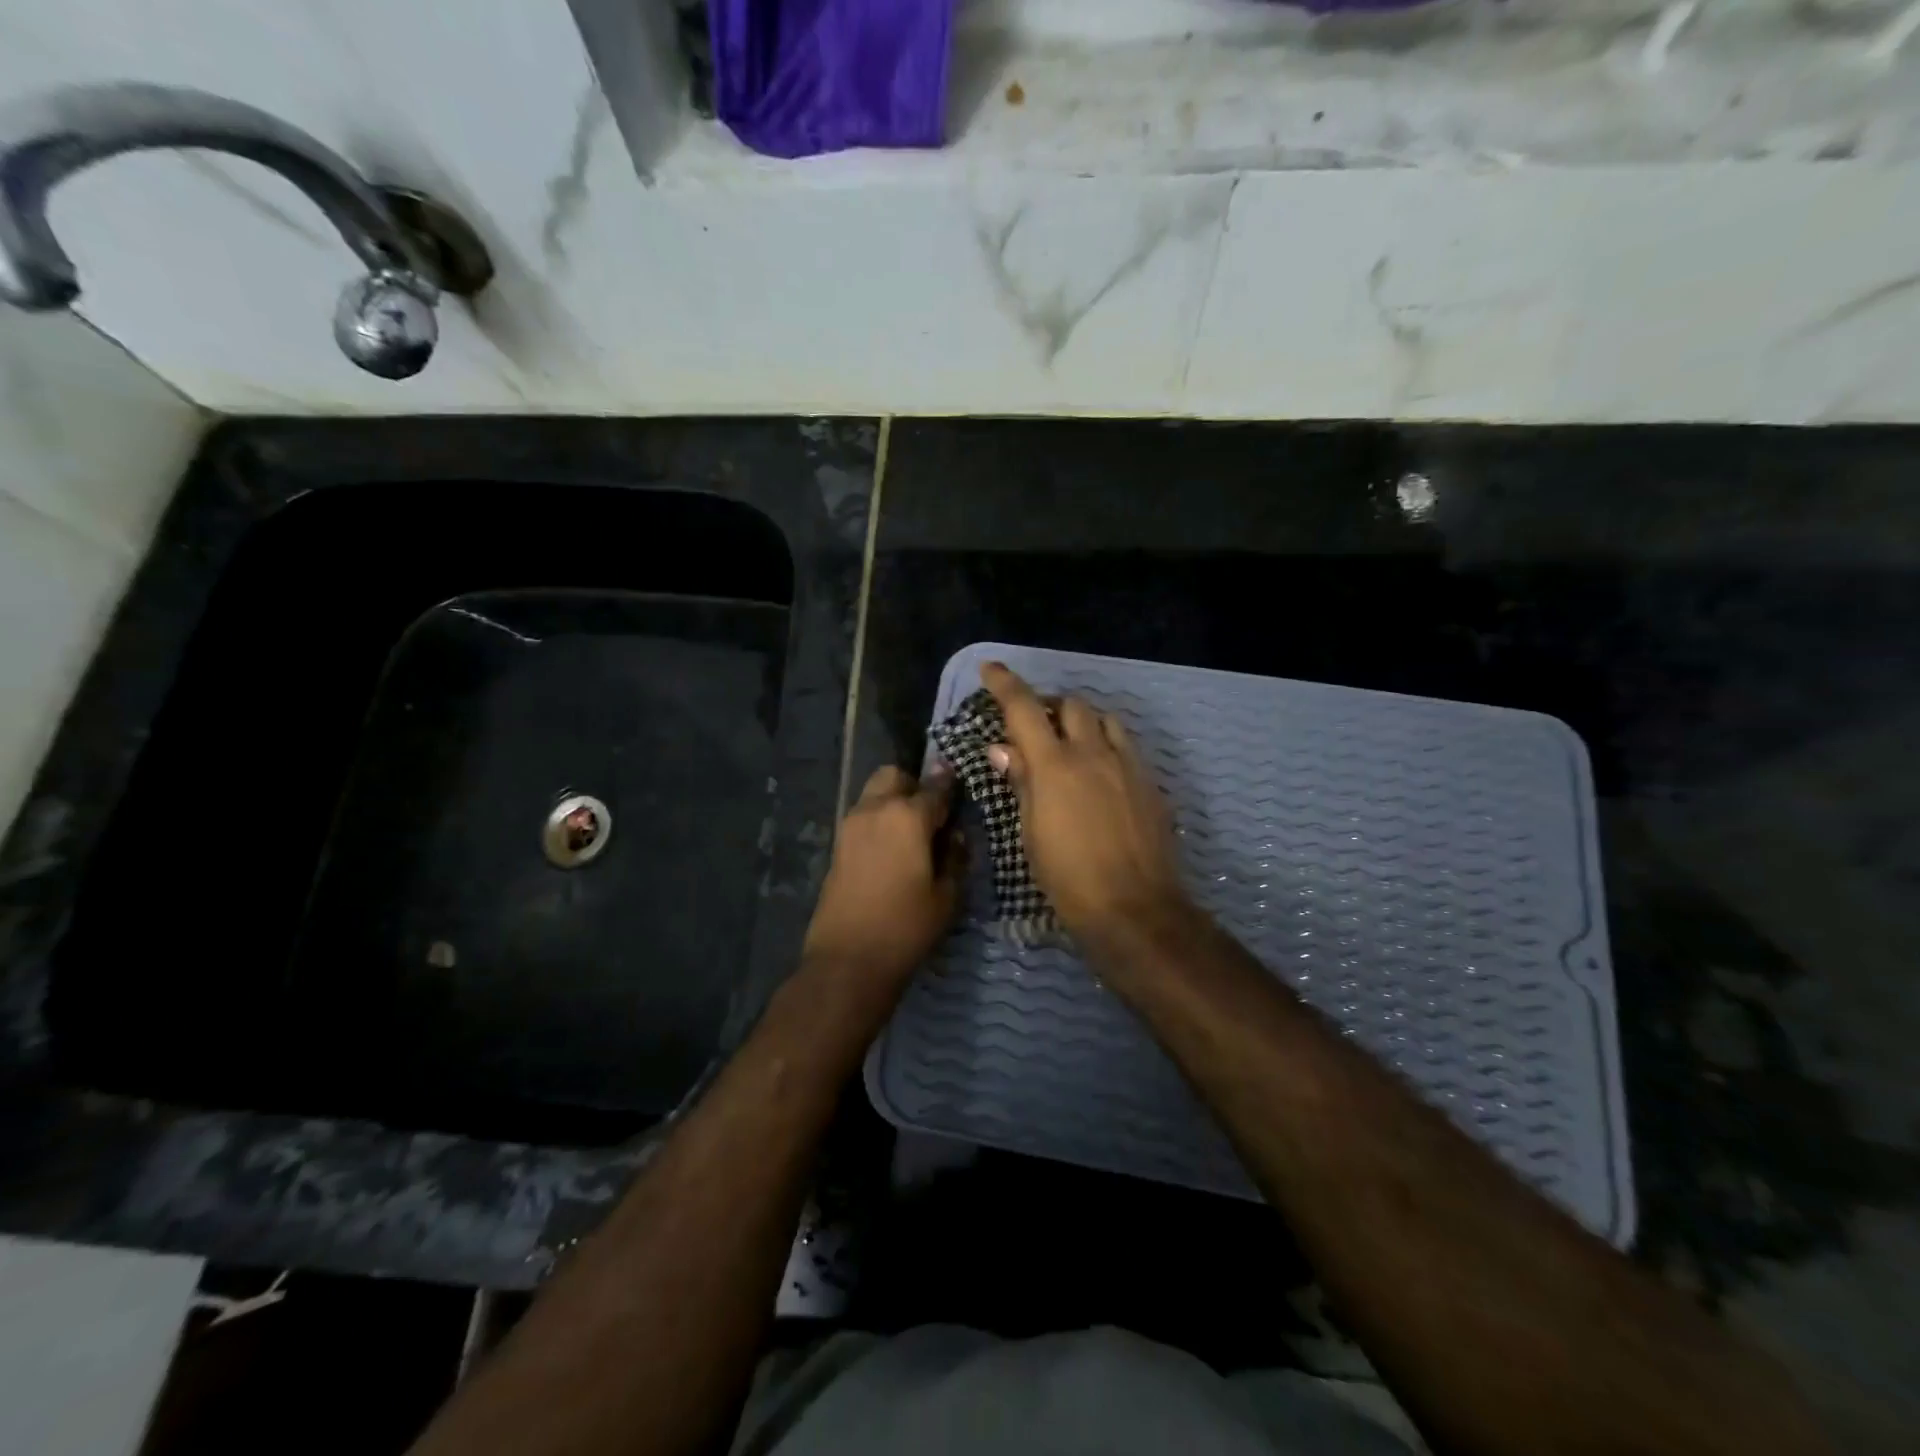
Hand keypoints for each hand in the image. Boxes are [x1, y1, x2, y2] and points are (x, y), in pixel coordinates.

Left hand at [802, 765, 965, 985]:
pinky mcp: (838, 845)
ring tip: (914, 836)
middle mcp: (875, 809)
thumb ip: (956, 857)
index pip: (937, 786)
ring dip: (894, 802)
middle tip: (933, 816)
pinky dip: (880, 821)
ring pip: (875, 793)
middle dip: (915, 786)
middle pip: (895, 776)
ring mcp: (851, 825)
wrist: (847, 960)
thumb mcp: (947, 896)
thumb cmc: (905, 927)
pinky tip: (894, 851)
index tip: (963, 791)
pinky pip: (864, 817)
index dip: (953, 787)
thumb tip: (956, 836)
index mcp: (907, 816)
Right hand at [981, 662, 1189, 947]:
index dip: (1005, 684)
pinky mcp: (1150, 783)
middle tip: (1035, 725)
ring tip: (1071, 743)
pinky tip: (1100, 774)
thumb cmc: (1068, 877)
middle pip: (1073, 704)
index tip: (990, 668)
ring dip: (1083, 721)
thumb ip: (1021, 782)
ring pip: (1106, 720)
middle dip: (1051, 705)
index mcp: (1055, 765)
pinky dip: (1107, 745)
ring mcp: (1128, 766)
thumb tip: (1003, 748)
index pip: (1025, 708)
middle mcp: (1094, 753)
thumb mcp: (1031, 832)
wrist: (1134, 908)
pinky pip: (1126, 747)